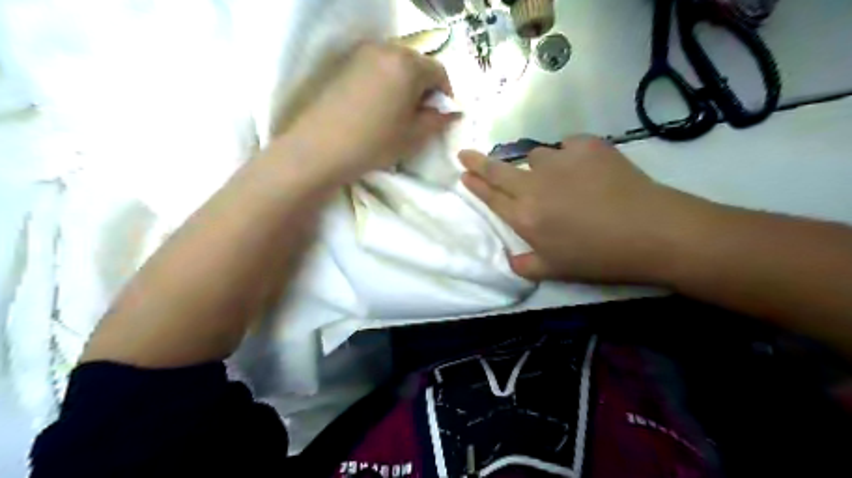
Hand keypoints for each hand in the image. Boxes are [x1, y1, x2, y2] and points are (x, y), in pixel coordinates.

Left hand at [285, 42, 458, 183]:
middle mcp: (385, 50)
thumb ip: (437, 119)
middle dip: (424, 88)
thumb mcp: (414, 136)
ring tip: (398, 113)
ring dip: (404, 85)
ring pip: (395, 66)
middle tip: (421, 115)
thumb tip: (450, 111)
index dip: (446, 94)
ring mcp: (361, 55)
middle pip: (416, 64)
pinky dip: (384, 83)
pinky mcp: (344, 65)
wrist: (320, 148)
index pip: (439, 71)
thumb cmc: (375, 142)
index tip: (442, 114)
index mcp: (407, 65)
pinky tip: (377, 108)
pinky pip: (375, 69)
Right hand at [460, 135, 712, 283]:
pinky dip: (571, 156)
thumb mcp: (557, 271)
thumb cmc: (600, 257)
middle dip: (478, 162)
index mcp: (525, 217)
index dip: (475, 184)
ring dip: (540, 167)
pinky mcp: (587, 145)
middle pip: (499, 170)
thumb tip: (510, 261)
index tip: (463, 172)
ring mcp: (560, 161)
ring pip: (536, 156)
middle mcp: (534, 186)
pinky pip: (568, 146)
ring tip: (562, 181)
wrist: (652, 231)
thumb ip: (526, 266)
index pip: (491, 197)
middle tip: (466, 153)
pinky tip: (587, 169)